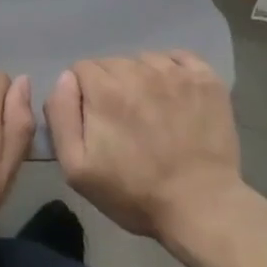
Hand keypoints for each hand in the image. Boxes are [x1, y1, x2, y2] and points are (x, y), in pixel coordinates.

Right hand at [45, 51, 246, 246]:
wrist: (202, 208)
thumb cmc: (134, 193)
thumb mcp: (76, 167)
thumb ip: (61, 114)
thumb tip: (65, 78)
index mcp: (105, 89)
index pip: (81, 69)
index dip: (84, 94)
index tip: (96, 121)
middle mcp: (138, 70)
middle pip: (112, 63)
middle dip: (111, 86)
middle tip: (124, 121)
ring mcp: (176, 73)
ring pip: (144, 60)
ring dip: (141, 79)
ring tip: (152, 113)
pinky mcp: (206, 79)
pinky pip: (179, 58)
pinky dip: (172, 71)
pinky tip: (175, 97)